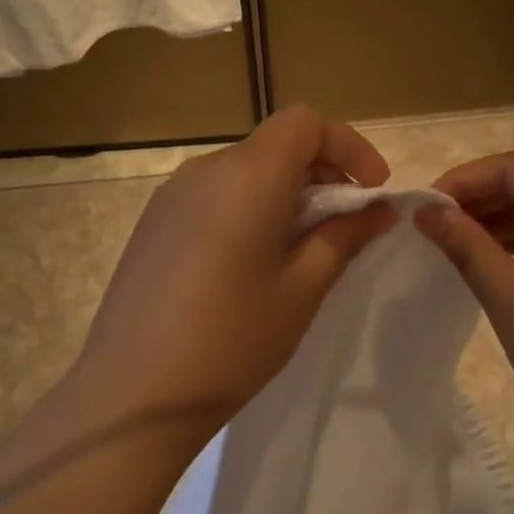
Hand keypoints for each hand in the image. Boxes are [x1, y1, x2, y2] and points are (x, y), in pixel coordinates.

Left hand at [64, 105, 396, 456]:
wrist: (134, 392)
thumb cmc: (233, 340)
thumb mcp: (303, 289)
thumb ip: (344, 236)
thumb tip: (380, 208)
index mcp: (247, 176)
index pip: (305, 121)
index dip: (348, 144)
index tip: (371, 190)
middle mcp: (205, 169)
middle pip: (275, 145)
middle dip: (321, 173)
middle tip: (344, 228)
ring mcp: (171, 195)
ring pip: (244, 170)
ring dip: (283, 193)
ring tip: (298, 250)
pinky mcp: (152, 223)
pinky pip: (213, 195)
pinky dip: (247, 208)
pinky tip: (248, 263)